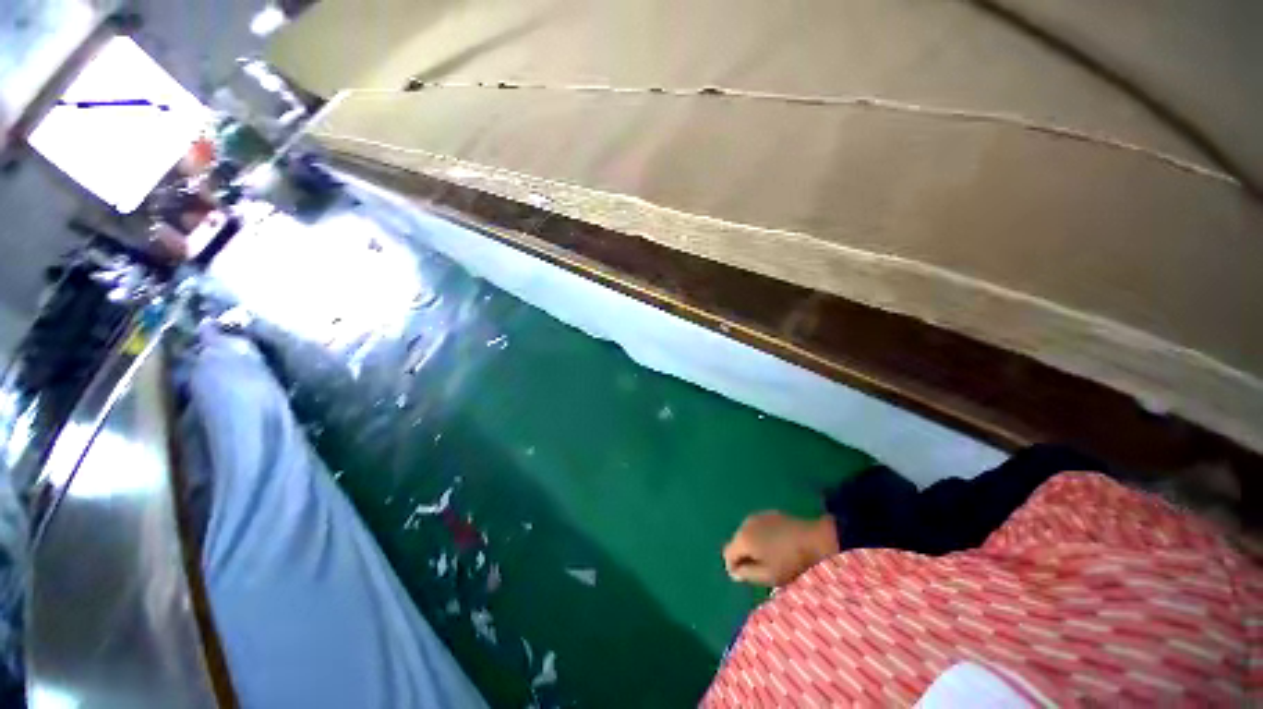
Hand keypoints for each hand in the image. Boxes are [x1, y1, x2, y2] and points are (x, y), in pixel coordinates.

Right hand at [722, 511, 838, 586]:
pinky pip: (758, 527)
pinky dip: (761, 537)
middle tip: (757, 570)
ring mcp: (758, 516)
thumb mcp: (768, 576)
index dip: (733, 568)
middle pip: (736, 542)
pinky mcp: (770, 514)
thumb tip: (733, 572)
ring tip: (767, 558)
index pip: (727, 554)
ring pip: (747, 534)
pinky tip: (775, 545)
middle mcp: (745, 524)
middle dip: (743, 556)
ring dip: (752, 545)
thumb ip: (746, 574)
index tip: (745, 578)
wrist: (815, 539)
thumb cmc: (790, 562)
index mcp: (742, 539)